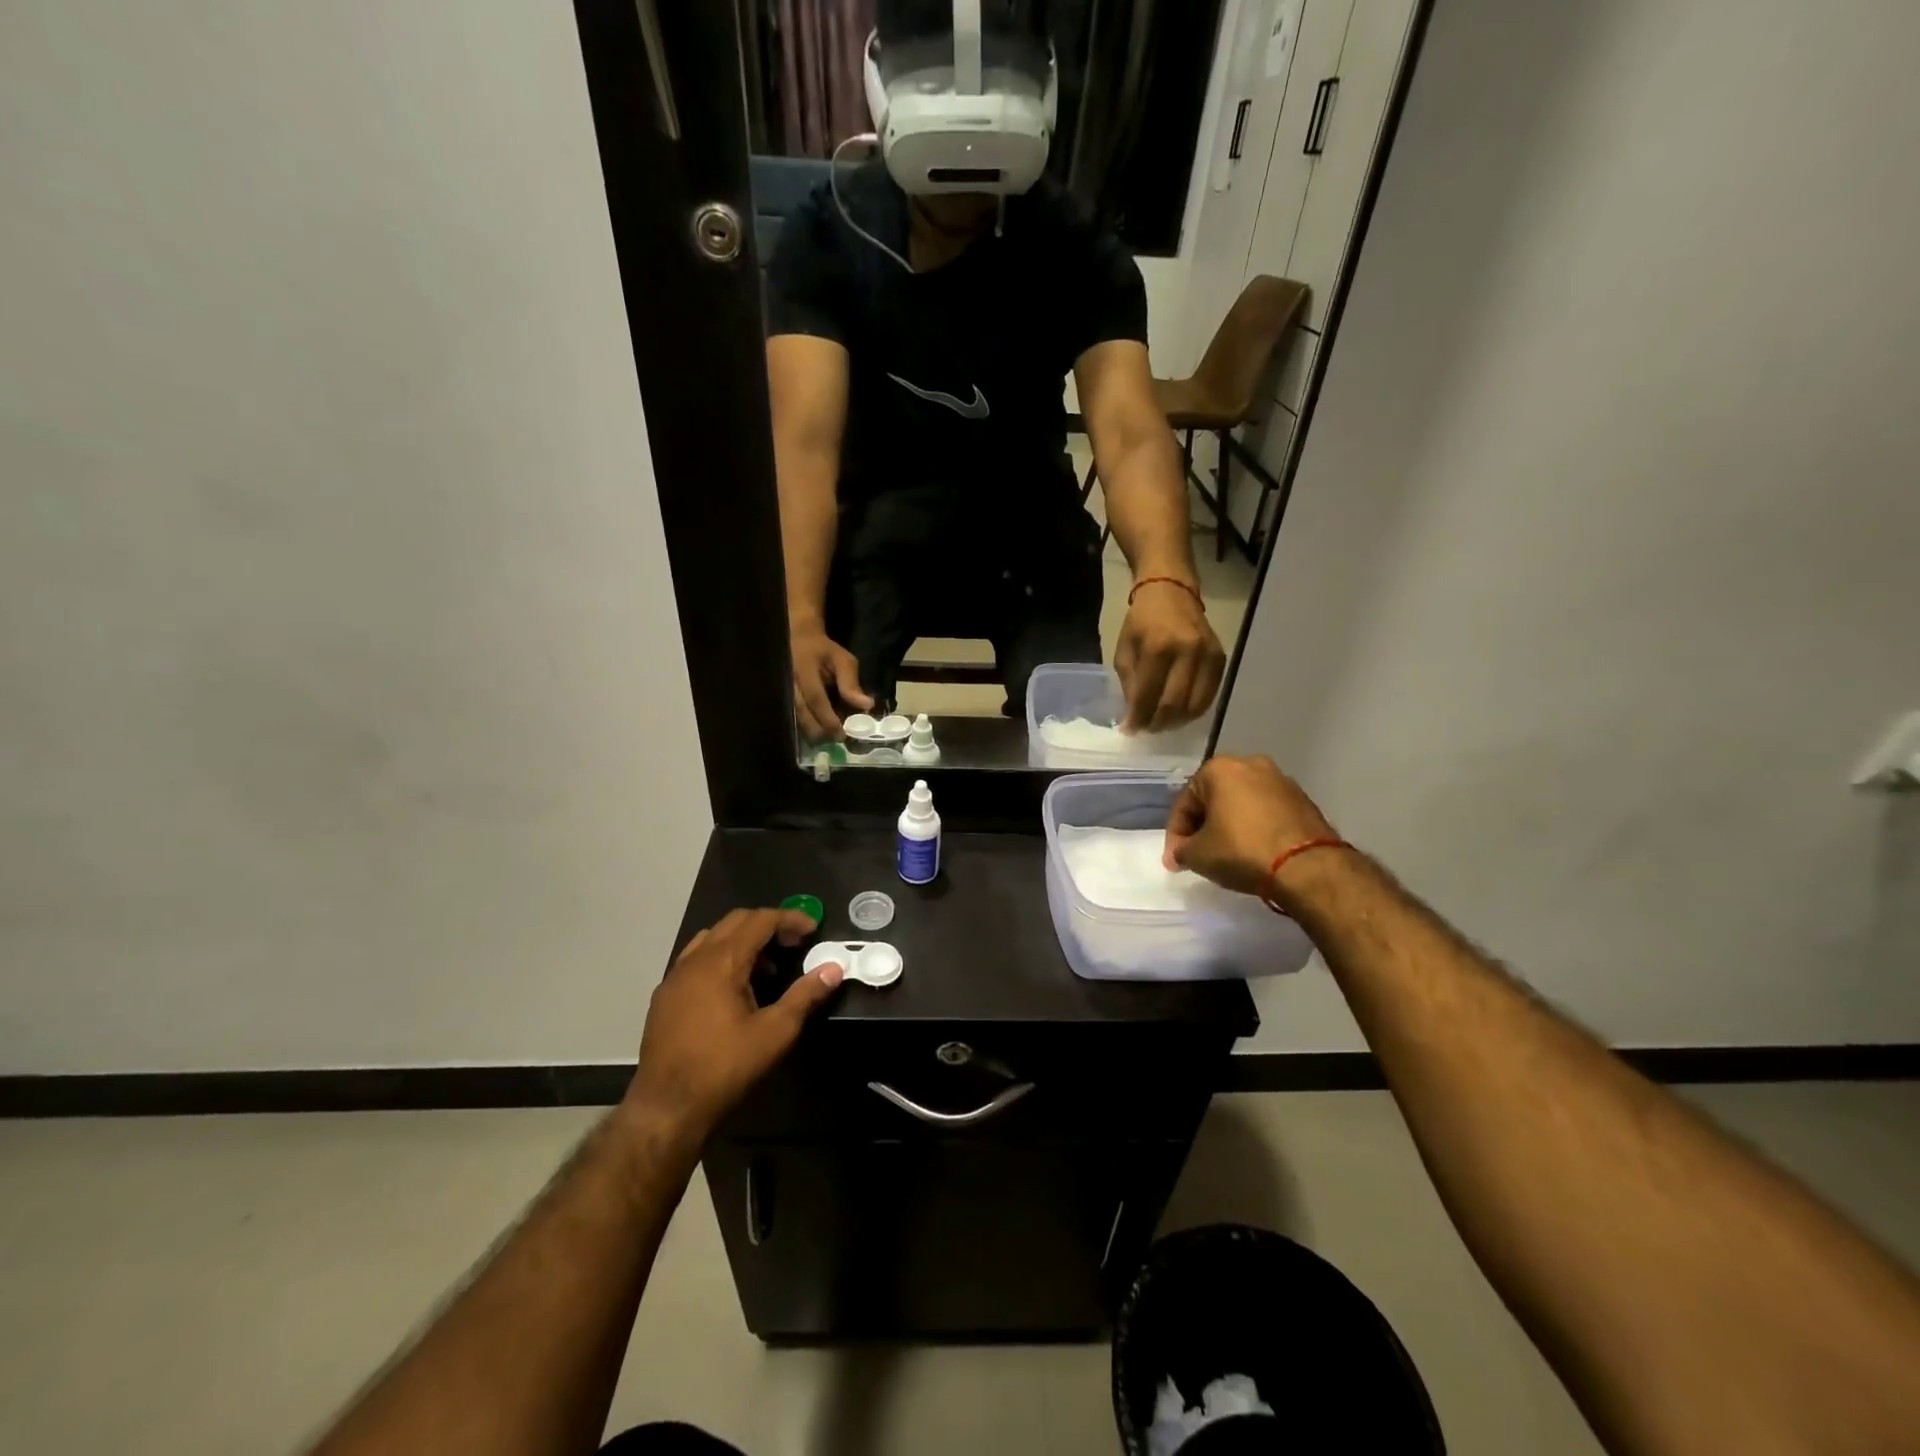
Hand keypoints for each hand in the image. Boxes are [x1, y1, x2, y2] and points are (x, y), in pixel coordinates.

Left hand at [627, 909, 843, 1148]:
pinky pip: (697, 959)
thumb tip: (834, 968)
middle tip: (793, 945)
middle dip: (768, 926)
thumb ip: (805, 995)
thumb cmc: (725, 1067)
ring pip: (713, 938)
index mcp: (721, 961)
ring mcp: (675, 976)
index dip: (789, 919)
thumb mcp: (775, 1032)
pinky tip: (734, 990)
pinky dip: (722, 958)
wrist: (666, 1107)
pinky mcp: (664, 996)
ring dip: (744, 942)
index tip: (812, 929)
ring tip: (767, 970)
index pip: (759, 920)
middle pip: (735, 921)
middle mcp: (695, 959)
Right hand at [791, 625, 872, 740]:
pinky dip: (805, 726)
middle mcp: (788, 682)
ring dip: (812, 731)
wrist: (798, 639)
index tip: (841, 734)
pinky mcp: (781, 697)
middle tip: (836, 739)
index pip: (815, 698)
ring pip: (794, 718)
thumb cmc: (823, 650)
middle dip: (819, 730)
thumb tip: (867, 705)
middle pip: (801, 713)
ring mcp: (781, 690)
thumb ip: (851, 683)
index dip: (828, 718)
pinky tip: (818, 731)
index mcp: (804, 670)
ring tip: (829, 738)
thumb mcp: (842, 660)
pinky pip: (791, 717)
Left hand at [1115, 580, 1226, 732]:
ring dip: (1177, 721)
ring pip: (1195, 705)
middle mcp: (1187, 651)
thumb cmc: (1142, 621)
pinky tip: (1180, 712)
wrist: (1171, 592)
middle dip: (1158, 723)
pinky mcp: (1221, 658)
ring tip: (1162, 723)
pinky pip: (1210, 695)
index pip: (1149, 694)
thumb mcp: (1124, 649)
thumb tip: (1133, 718)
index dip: (1138, 717)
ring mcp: (1208, 655)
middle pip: (1174, 704)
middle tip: (1147, 729)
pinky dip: (1194, 710)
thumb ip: (1129, 684)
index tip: (1130, 730)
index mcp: (1158, 646)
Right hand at [1163, 755, 1340, 896]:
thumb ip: (1182, 850)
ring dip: (1229, 826)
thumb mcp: (1198, 855)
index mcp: (1220, 768)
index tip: (1175, 860)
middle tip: (1197, 855)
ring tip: (1225, 855)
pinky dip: (1255, 829)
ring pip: (1242, 805)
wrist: (1308, 867)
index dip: (1175, 834)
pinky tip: (1253, 852)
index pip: (1185, 802)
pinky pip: (1267, 814)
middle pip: (1214, 799)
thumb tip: (1182, 853)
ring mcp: (1282, 781)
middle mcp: (1251, 764)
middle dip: (1203, 826)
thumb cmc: (1242, 850)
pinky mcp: (1304, 801)